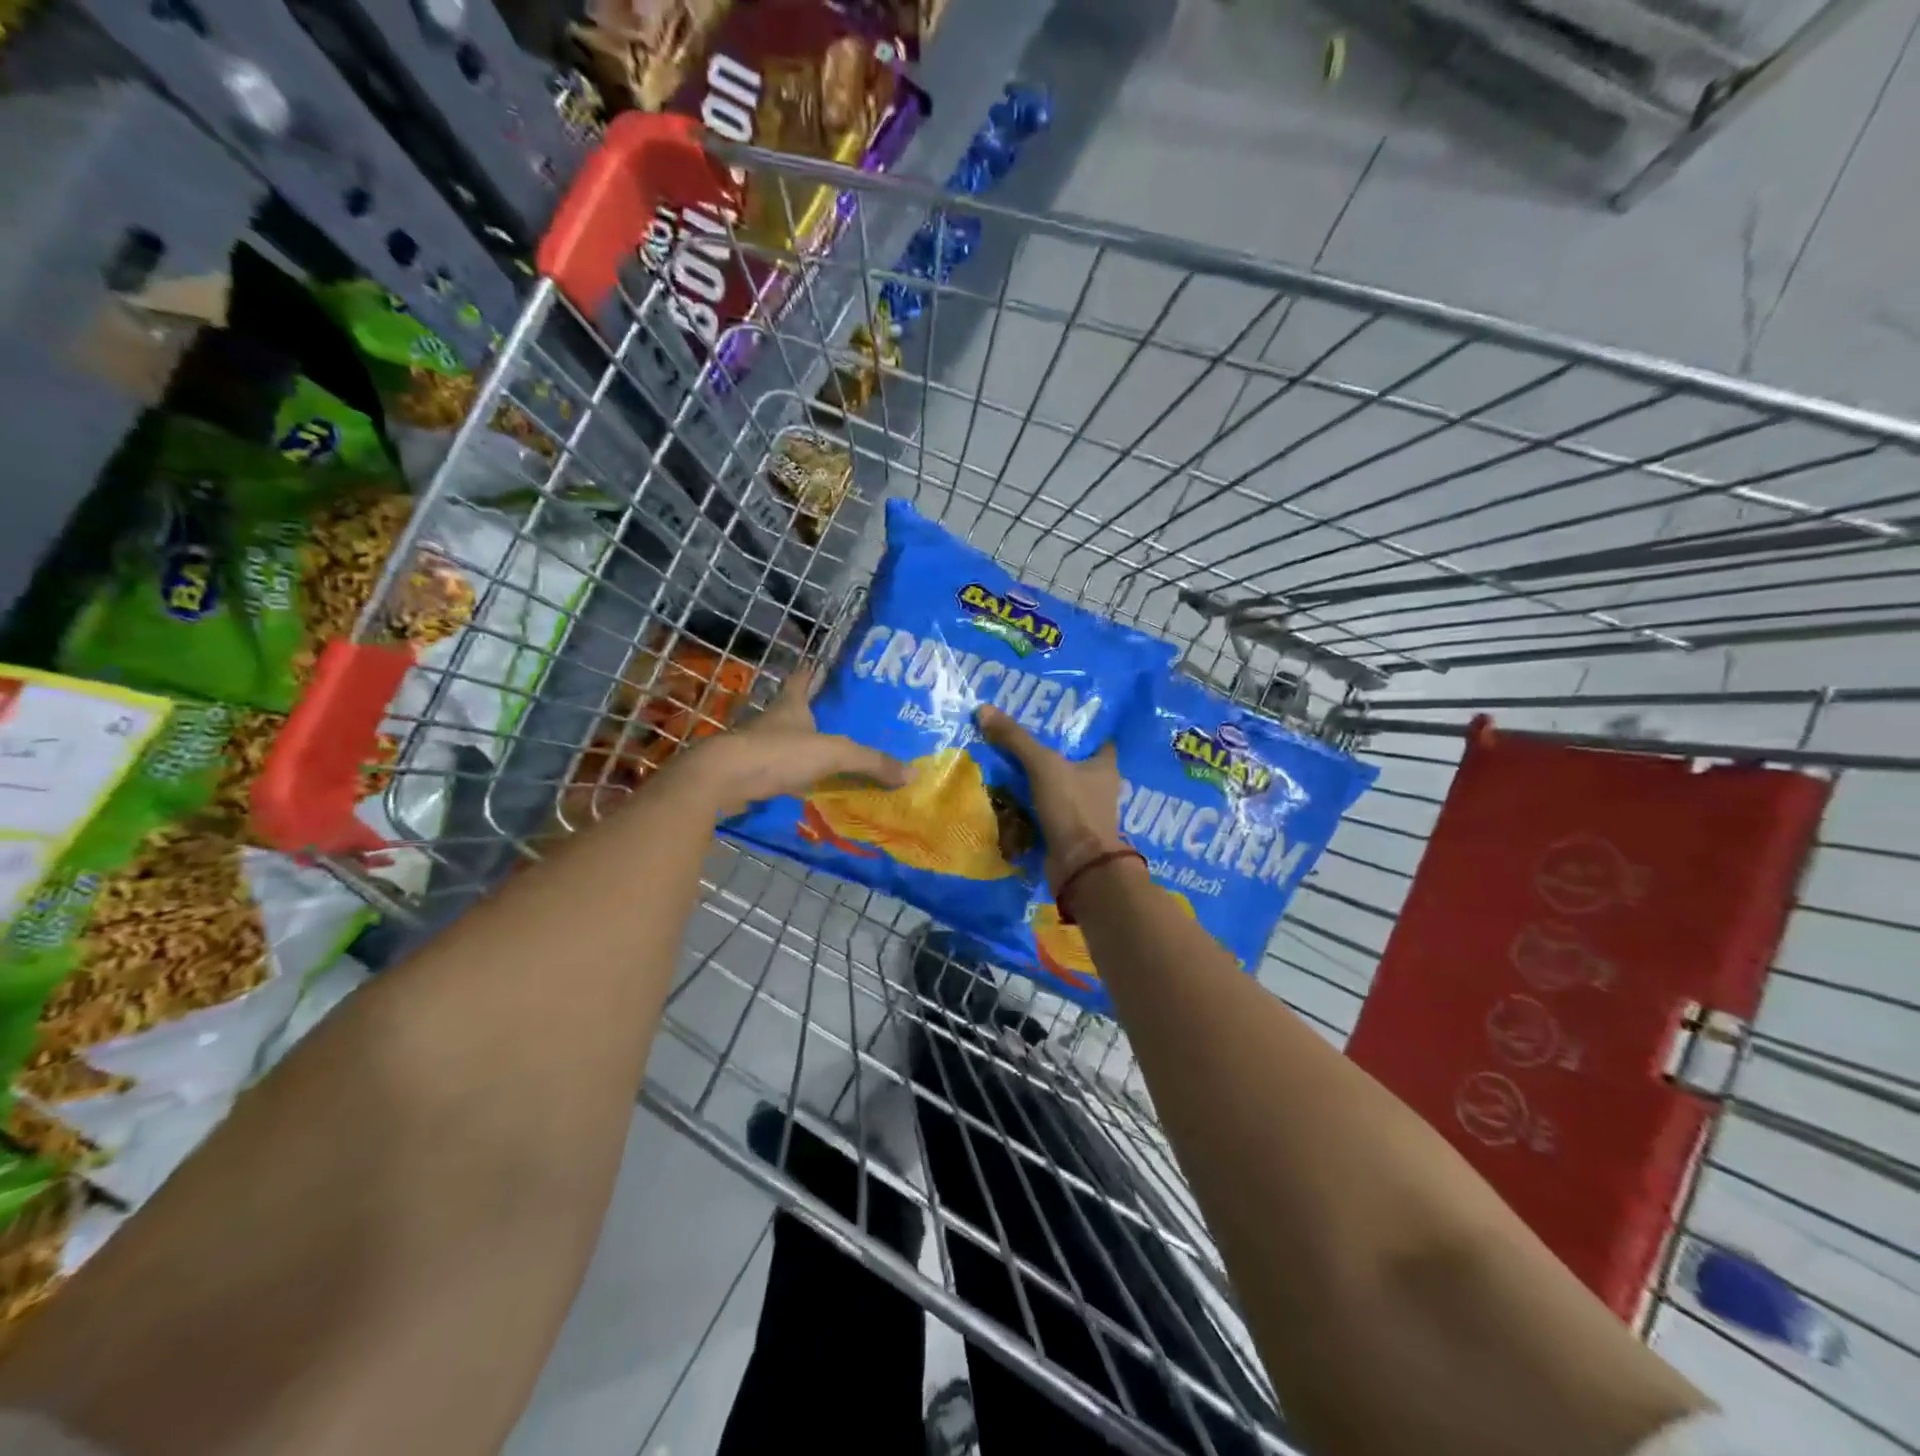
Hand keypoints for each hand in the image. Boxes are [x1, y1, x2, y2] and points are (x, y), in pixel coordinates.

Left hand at [678, 663, 907, 817]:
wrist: (722, 779)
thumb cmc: (778, 753)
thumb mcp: (833, 754)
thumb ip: (871, 762)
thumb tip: (911, 773)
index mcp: (790, 706)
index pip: (801, 680)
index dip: (810, 672)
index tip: (815, 663)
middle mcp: (771, 722)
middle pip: (793, 713)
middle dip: (811, 716)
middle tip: (838, 722)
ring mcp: (756, 749)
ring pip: (784, 744)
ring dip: (801, 750)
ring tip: (827, 759)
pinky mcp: (748, 775)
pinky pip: (776, 774)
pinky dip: (790, 779)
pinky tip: (805, 789)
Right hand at [976, 705, 1125, 889]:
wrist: (1079, 867)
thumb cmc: (1073, 808)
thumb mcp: (1043, 766)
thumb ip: (1015, 739)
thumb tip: (984, 710)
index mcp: (1104, 766)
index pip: (1095, 737)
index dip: (1077, 725)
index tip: (1050, 713)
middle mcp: (1098, 787)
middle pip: (1071, 761)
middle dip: (1048, 750)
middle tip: (1017, 733)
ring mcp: (1082, 811)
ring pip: (1056, 786)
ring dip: (1035, 778)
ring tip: (1004, 759)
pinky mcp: (1066, 831)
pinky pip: (1044, 809)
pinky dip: (1028, 803)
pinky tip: (1005, 792)